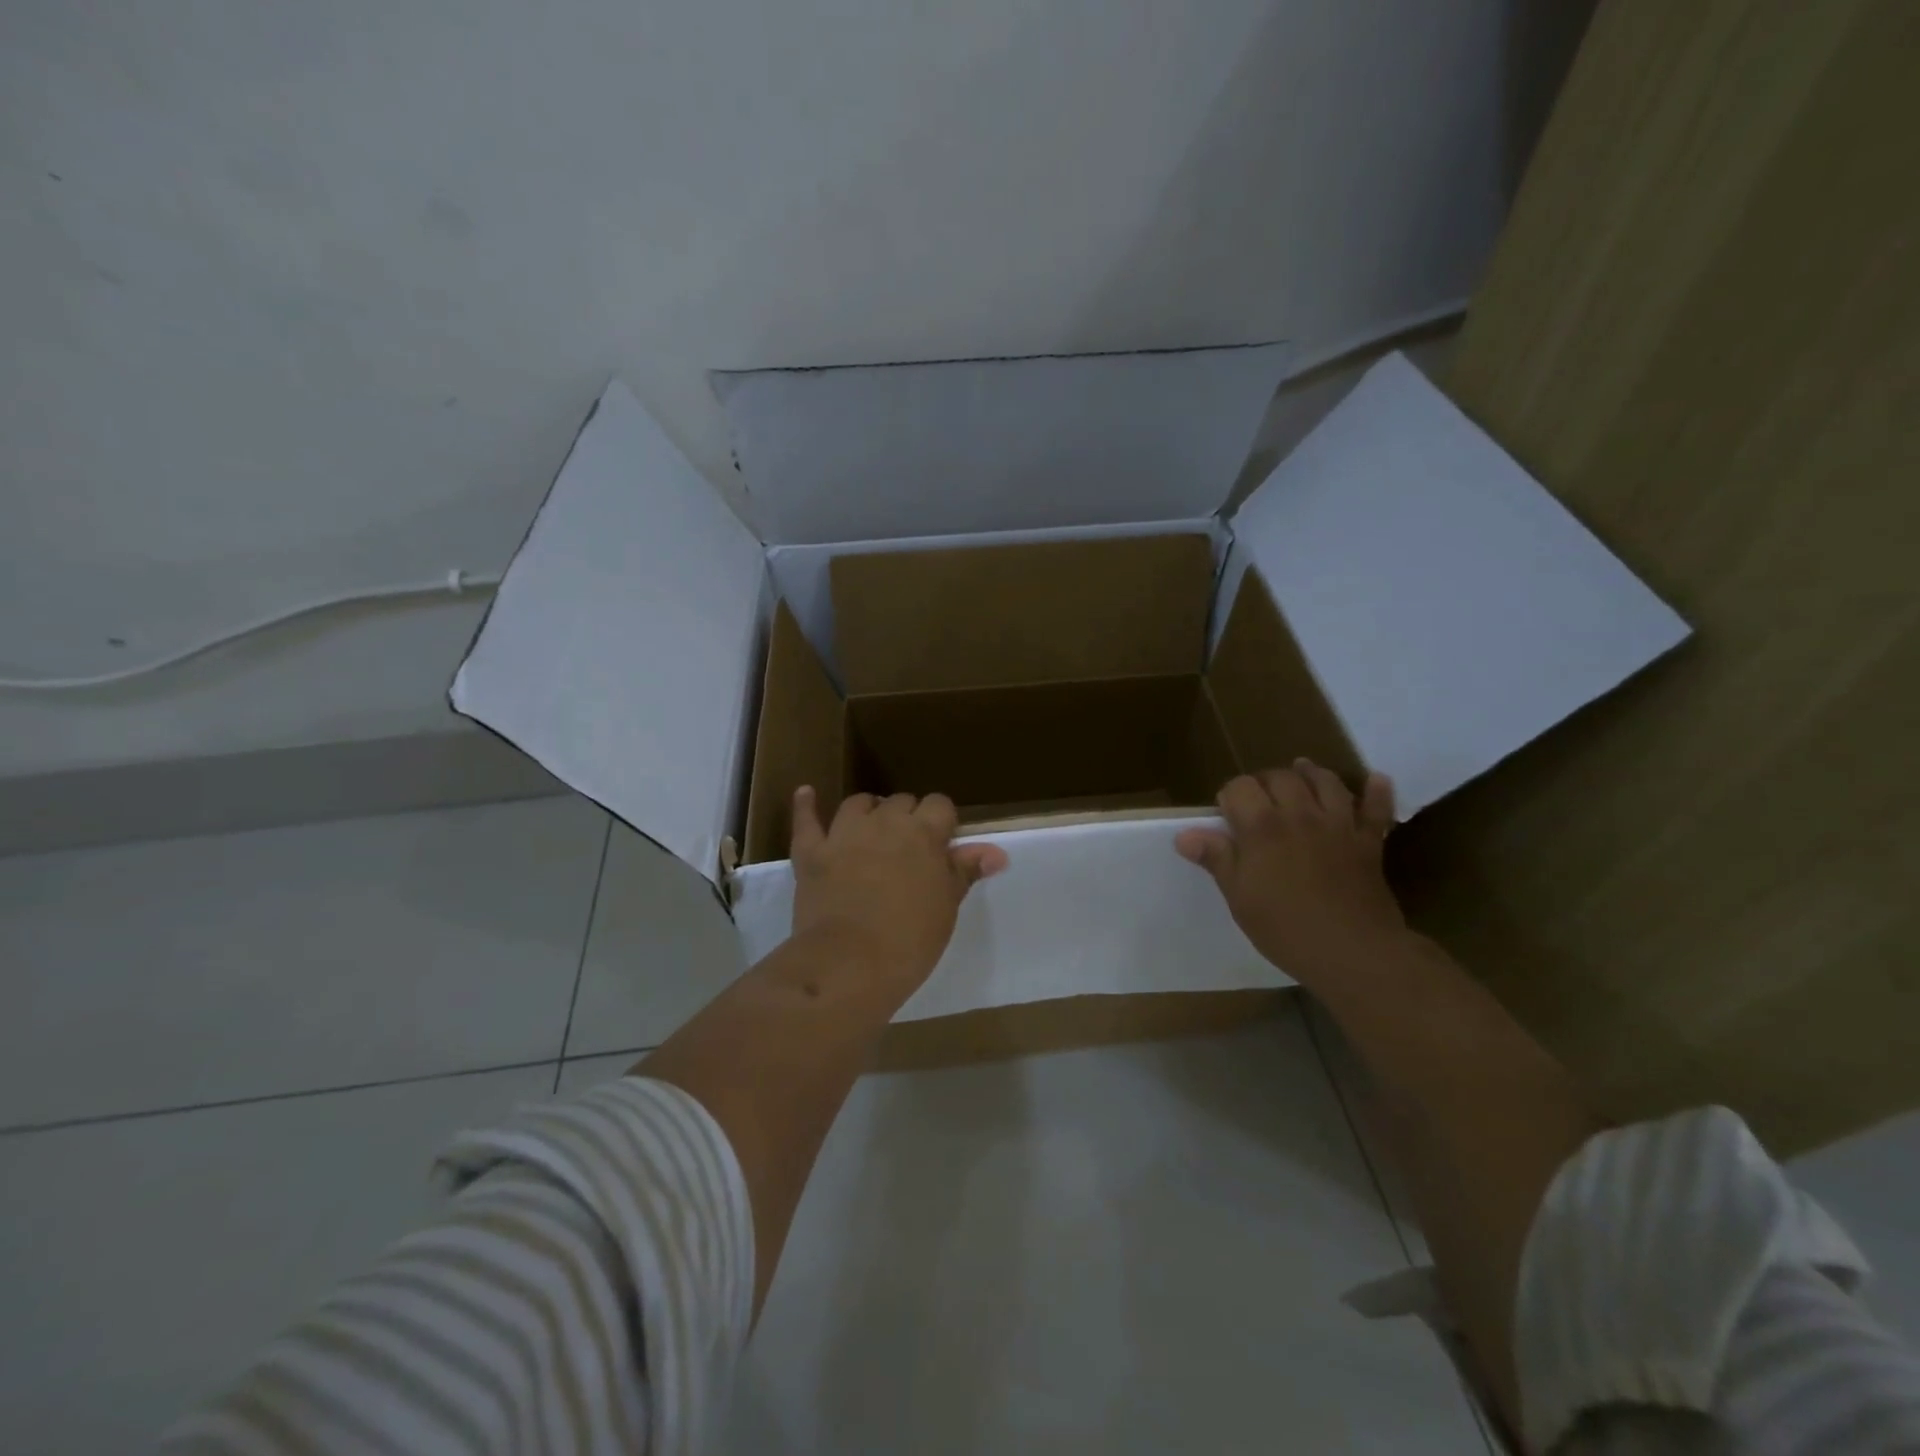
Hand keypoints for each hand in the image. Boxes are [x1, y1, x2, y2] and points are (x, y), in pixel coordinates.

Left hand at [789, 787, 1008, 987]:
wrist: (850, 963)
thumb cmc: (910, 939)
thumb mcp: (946, 906)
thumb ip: (964, 871)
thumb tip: (996, 853)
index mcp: (923, 834)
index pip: (940, 805)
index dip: (942, 821)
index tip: (941, 844)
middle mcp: (884, 822)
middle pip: (900, 801)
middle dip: (907, 818)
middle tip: (908, 849)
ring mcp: (844, 834)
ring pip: (858, 804)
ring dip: (868, 812)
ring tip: (871, 829)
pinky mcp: (811, 851)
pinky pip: (806, 820)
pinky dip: (806, 806)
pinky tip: (807, 794)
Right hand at [1175, 761, 1404, 983]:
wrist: (1354, 952)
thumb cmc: (1285, 928)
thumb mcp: (1239, 897)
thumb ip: (1216, 859)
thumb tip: (1184, 835)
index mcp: (1262, 827)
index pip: (1239, 787)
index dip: (1229, 795)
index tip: (1225, 814)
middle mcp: (1300, 815)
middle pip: (1281, 777)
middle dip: (1265, 781)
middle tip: (1258, 800)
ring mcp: (1339, 825)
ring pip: (1326, 782)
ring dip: (1311, 773)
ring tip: (1301, 774)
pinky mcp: (1369, 842)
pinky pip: (1377, 809)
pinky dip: (1377, 791)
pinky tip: (1374, 780)